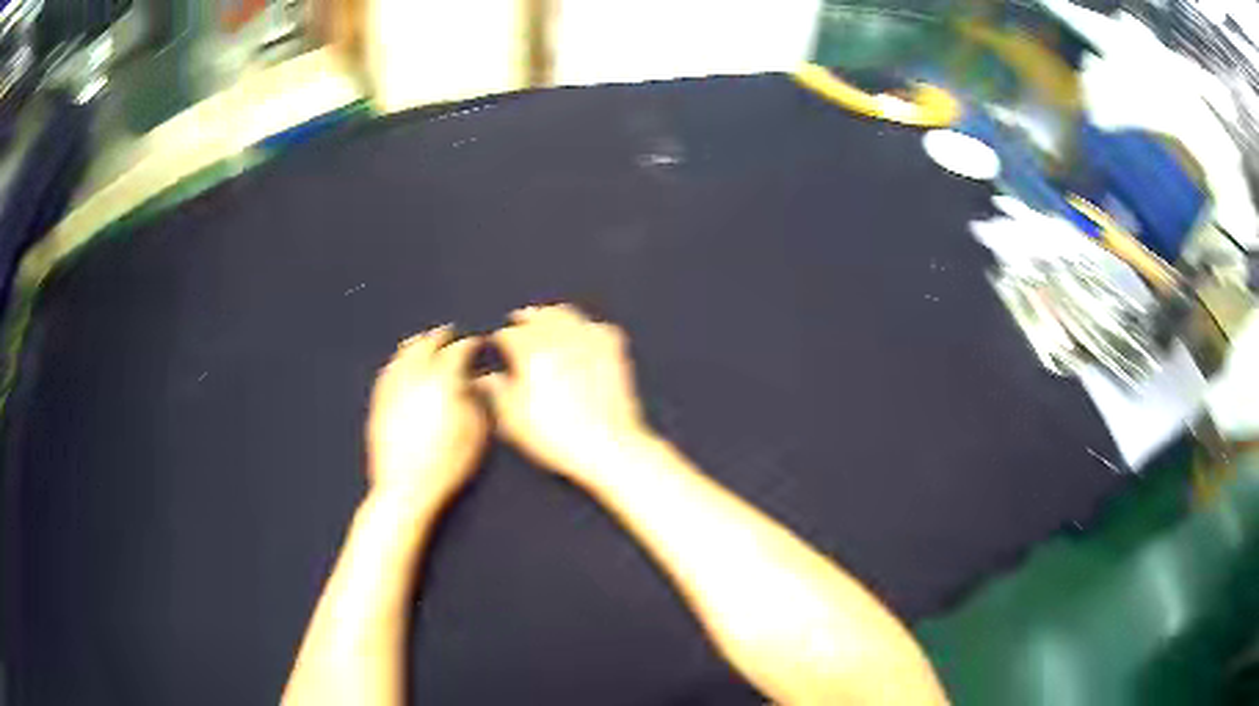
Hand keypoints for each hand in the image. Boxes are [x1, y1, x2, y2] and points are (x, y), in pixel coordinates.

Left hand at [366, 326, 487, 507]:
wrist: (406, 487)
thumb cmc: (448, 463)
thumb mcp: (476, 433)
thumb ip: (478, 400)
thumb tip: (475, 381)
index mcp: (443, 380)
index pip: (459, 351)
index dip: (471, 345)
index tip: (478, 343)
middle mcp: (415, 375)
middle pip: (427, 345)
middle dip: (441, 337)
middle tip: (451, 334)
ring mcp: (393, 386)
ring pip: (404, 354)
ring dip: (417, 344)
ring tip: (424, 341)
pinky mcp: (379, 401)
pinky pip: (388, 371)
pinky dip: (398, 361)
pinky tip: (400, 363)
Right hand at [477, 305, 654, 481]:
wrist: (607, 446)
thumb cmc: (554, 437)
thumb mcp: (512, 419)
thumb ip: (495, 391)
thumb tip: (484, 378)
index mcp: (530, 350)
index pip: (508, 334)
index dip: (498, 340)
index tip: (495, 346)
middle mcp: (559, 337)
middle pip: (537, 316)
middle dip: (524, 320)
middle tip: (517, 325)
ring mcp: (589, 339)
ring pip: (566, 314)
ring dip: (551, 316)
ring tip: (545, 324)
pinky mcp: (613, 348)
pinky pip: (595, 326)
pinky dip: (583, 327)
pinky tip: (580, 337)